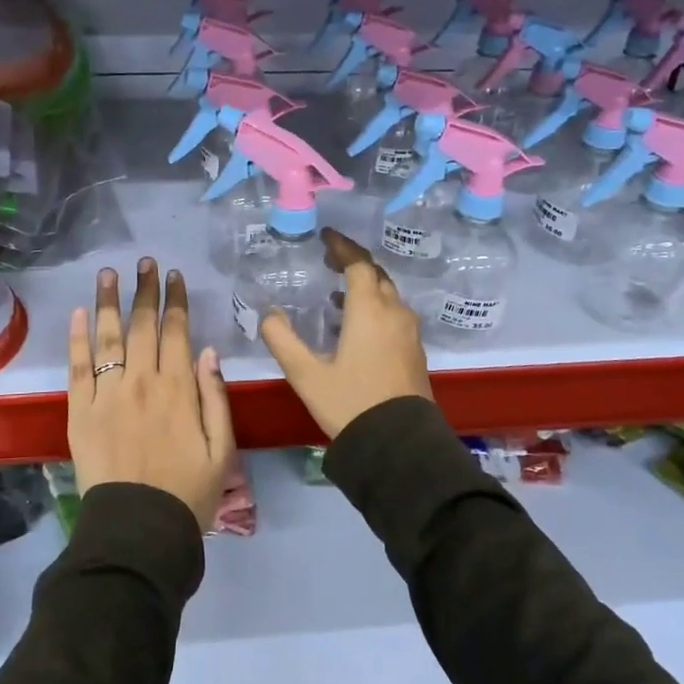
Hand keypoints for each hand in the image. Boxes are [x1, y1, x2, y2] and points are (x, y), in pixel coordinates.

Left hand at [67, 258, 235, 529]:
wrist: (137, 531)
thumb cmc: (187, 493)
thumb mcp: (221, 449)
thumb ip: (216, 397)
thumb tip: (209, 351)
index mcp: (179, 389)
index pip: (177, 332)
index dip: (174, 301)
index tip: (173, 276)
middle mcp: (141, 381)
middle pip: (142, 325)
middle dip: (144, 290)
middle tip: (144, 262)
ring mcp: (106, 394)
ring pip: (107, 337)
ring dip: (109, 301)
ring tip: (109, 273)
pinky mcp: (79, 412)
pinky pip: (77, 367)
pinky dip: (77, 338)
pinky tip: (80, 313)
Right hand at [259, 229, 432, 439]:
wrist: (400, 446)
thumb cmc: (350, 404)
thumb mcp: (306, 374)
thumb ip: (282, 340)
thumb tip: (268, 314)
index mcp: (370, 311)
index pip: (359, 264)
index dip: (342, 247)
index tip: (326, 237)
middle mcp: (395, 314)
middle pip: (377, 275)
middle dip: (353, 263)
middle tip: (329, 260)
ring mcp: (409, 333)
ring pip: (388, 295)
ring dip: (365, 286)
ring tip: (336, 293)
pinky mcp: (414, 352)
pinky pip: (394, 314)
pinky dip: (375, 306)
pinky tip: (356, 325)